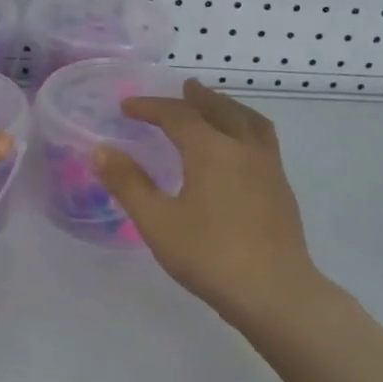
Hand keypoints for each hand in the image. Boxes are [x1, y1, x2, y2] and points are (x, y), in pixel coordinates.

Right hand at [92, 80, 319, 330]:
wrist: (274, 292)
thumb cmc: (209, 256)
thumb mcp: (157, 222)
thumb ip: (128, 183)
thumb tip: (100, 150)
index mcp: (212, 150)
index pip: (178, 115)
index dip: (150, 107)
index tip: (127, 106)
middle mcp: (244, 149)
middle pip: (220, 110)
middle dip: (196, 98)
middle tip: (182, 89)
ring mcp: (269, 168)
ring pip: (249, 122)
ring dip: (228, 108)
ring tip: (216, 107)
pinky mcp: (282, 189)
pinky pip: (263, 141)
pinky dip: (245, 128)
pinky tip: (240, 150)